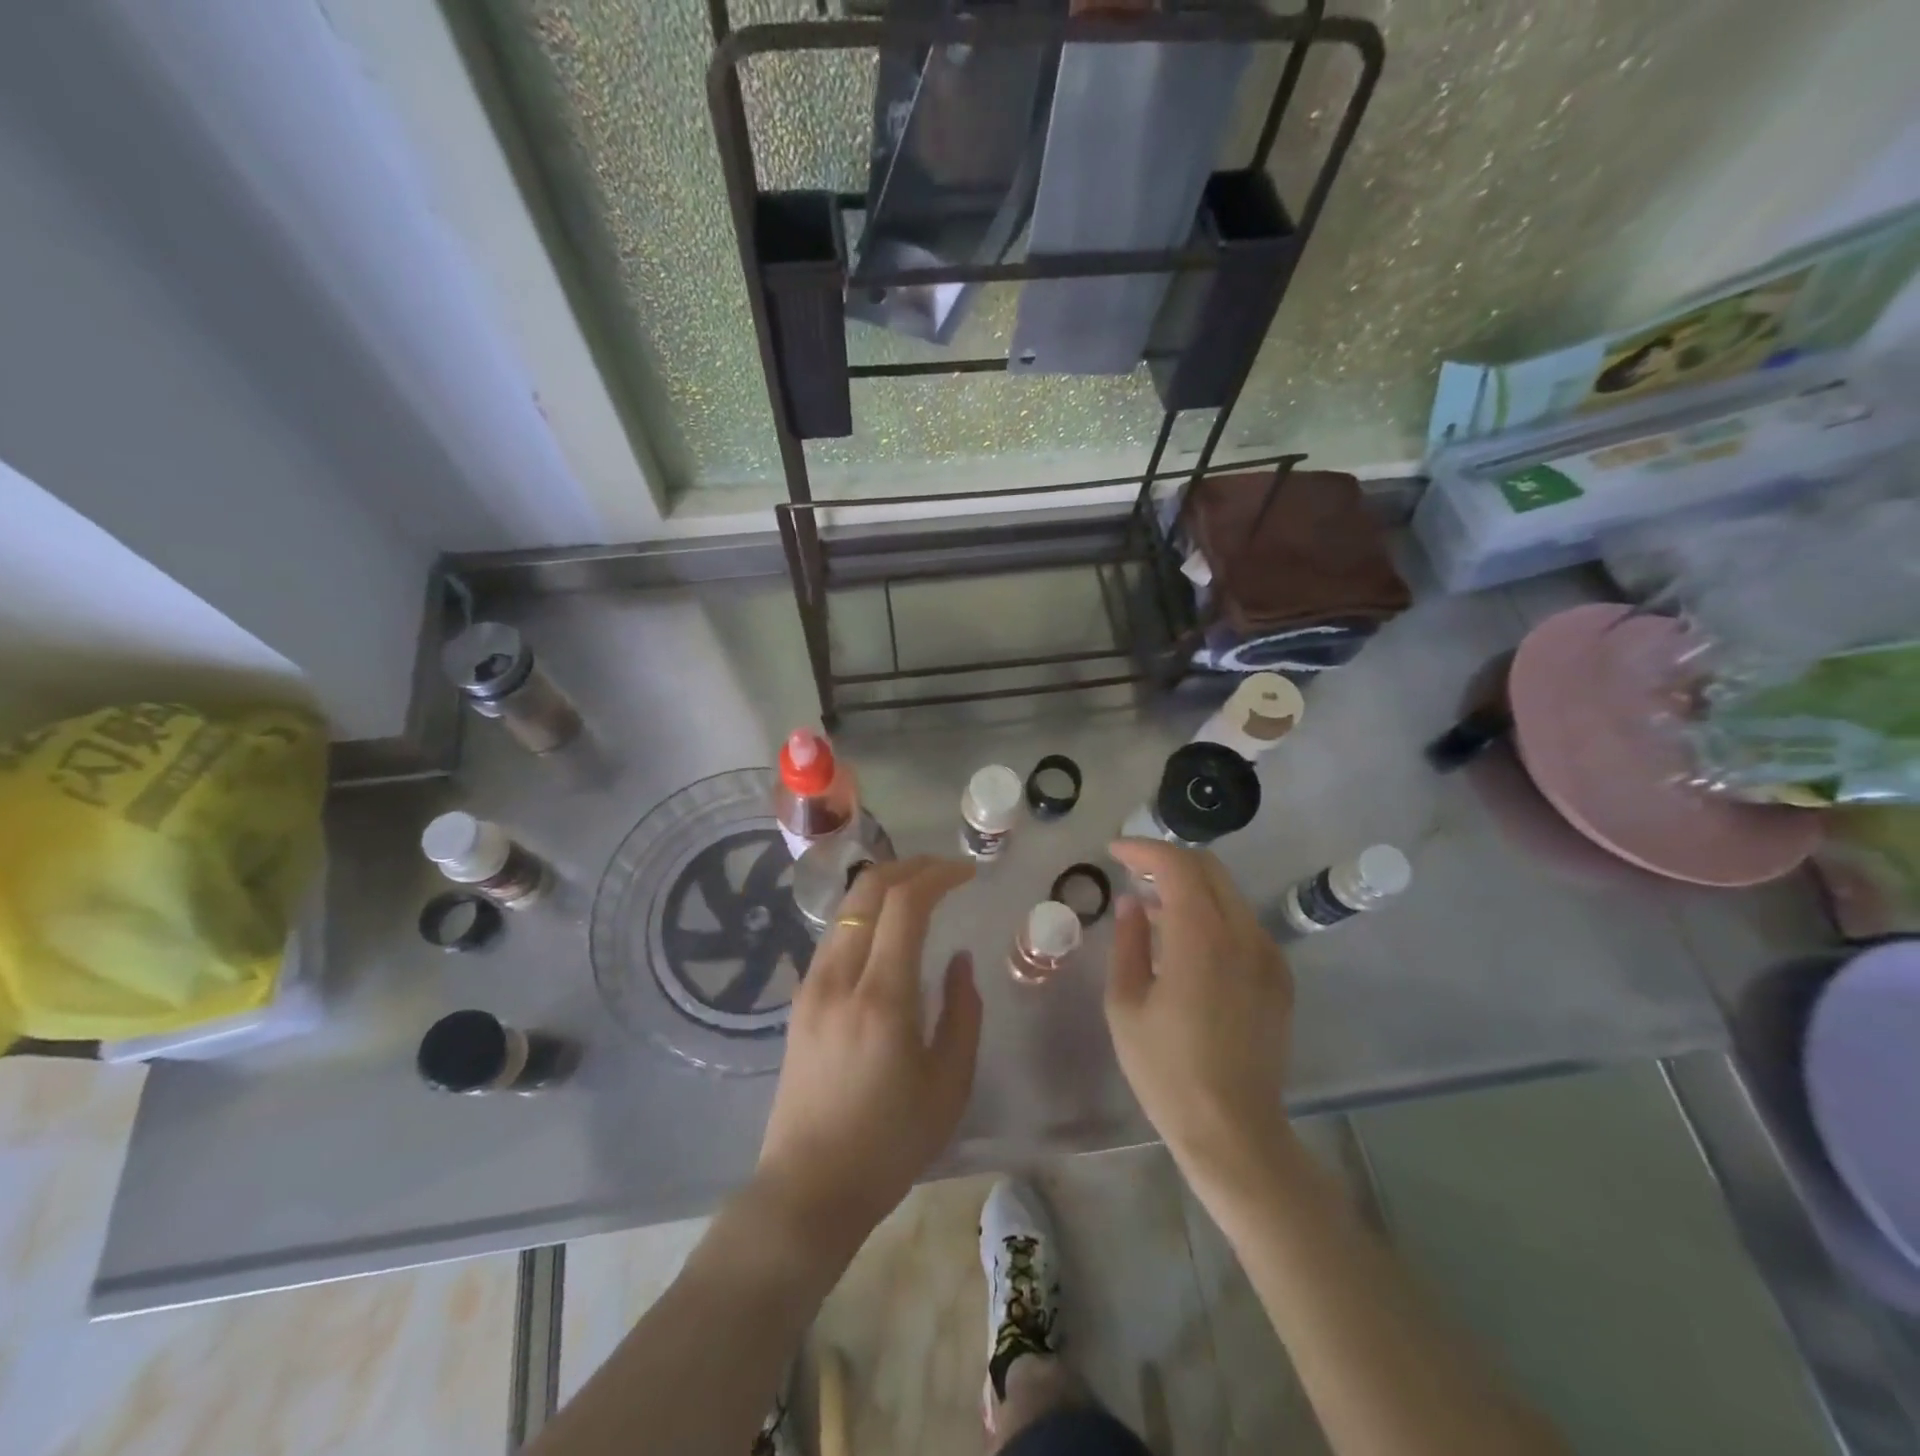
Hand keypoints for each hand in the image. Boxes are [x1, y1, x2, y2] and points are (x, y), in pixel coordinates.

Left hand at [755, 856, 980, 1259]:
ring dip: (885, 887)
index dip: (938, 875)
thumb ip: (962, 1011)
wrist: (809, 1188)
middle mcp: (838, 978)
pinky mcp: (800, 1001)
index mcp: (881, 998)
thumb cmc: (890, 1143)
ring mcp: (811, 987)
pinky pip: (836, 936)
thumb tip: (958, 959)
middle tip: (945, 870)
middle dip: (910, 866)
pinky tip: (888, 932)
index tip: (967, 873)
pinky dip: (866, 915)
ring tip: (921, 893)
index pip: (904, 904)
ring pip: (847, 908)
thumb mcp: (949, 1083)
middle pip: (868, 889)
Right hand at [1105, 839, 1294, 1193]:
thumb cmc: (1166, 1071)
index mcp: (1201, 938)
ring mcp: (1268, 955)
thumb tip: (1132, 903)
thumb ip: (1128, 942)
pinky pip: (1243, 923)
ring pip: (1228, 893)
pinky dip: (1211, 913)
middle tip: (1132, 872)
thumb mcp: (1126, 1004)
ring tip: (1152, 908)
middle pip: (1208, 869)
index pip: (1177, 866)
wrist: (1234, 1131)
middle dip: (1167, 860)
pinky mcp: (1279, 977)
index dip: (1143, 849)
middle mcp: (1243, 935)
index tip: (1114, 852)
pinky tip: (1186, 942)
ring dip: (1189, 887)